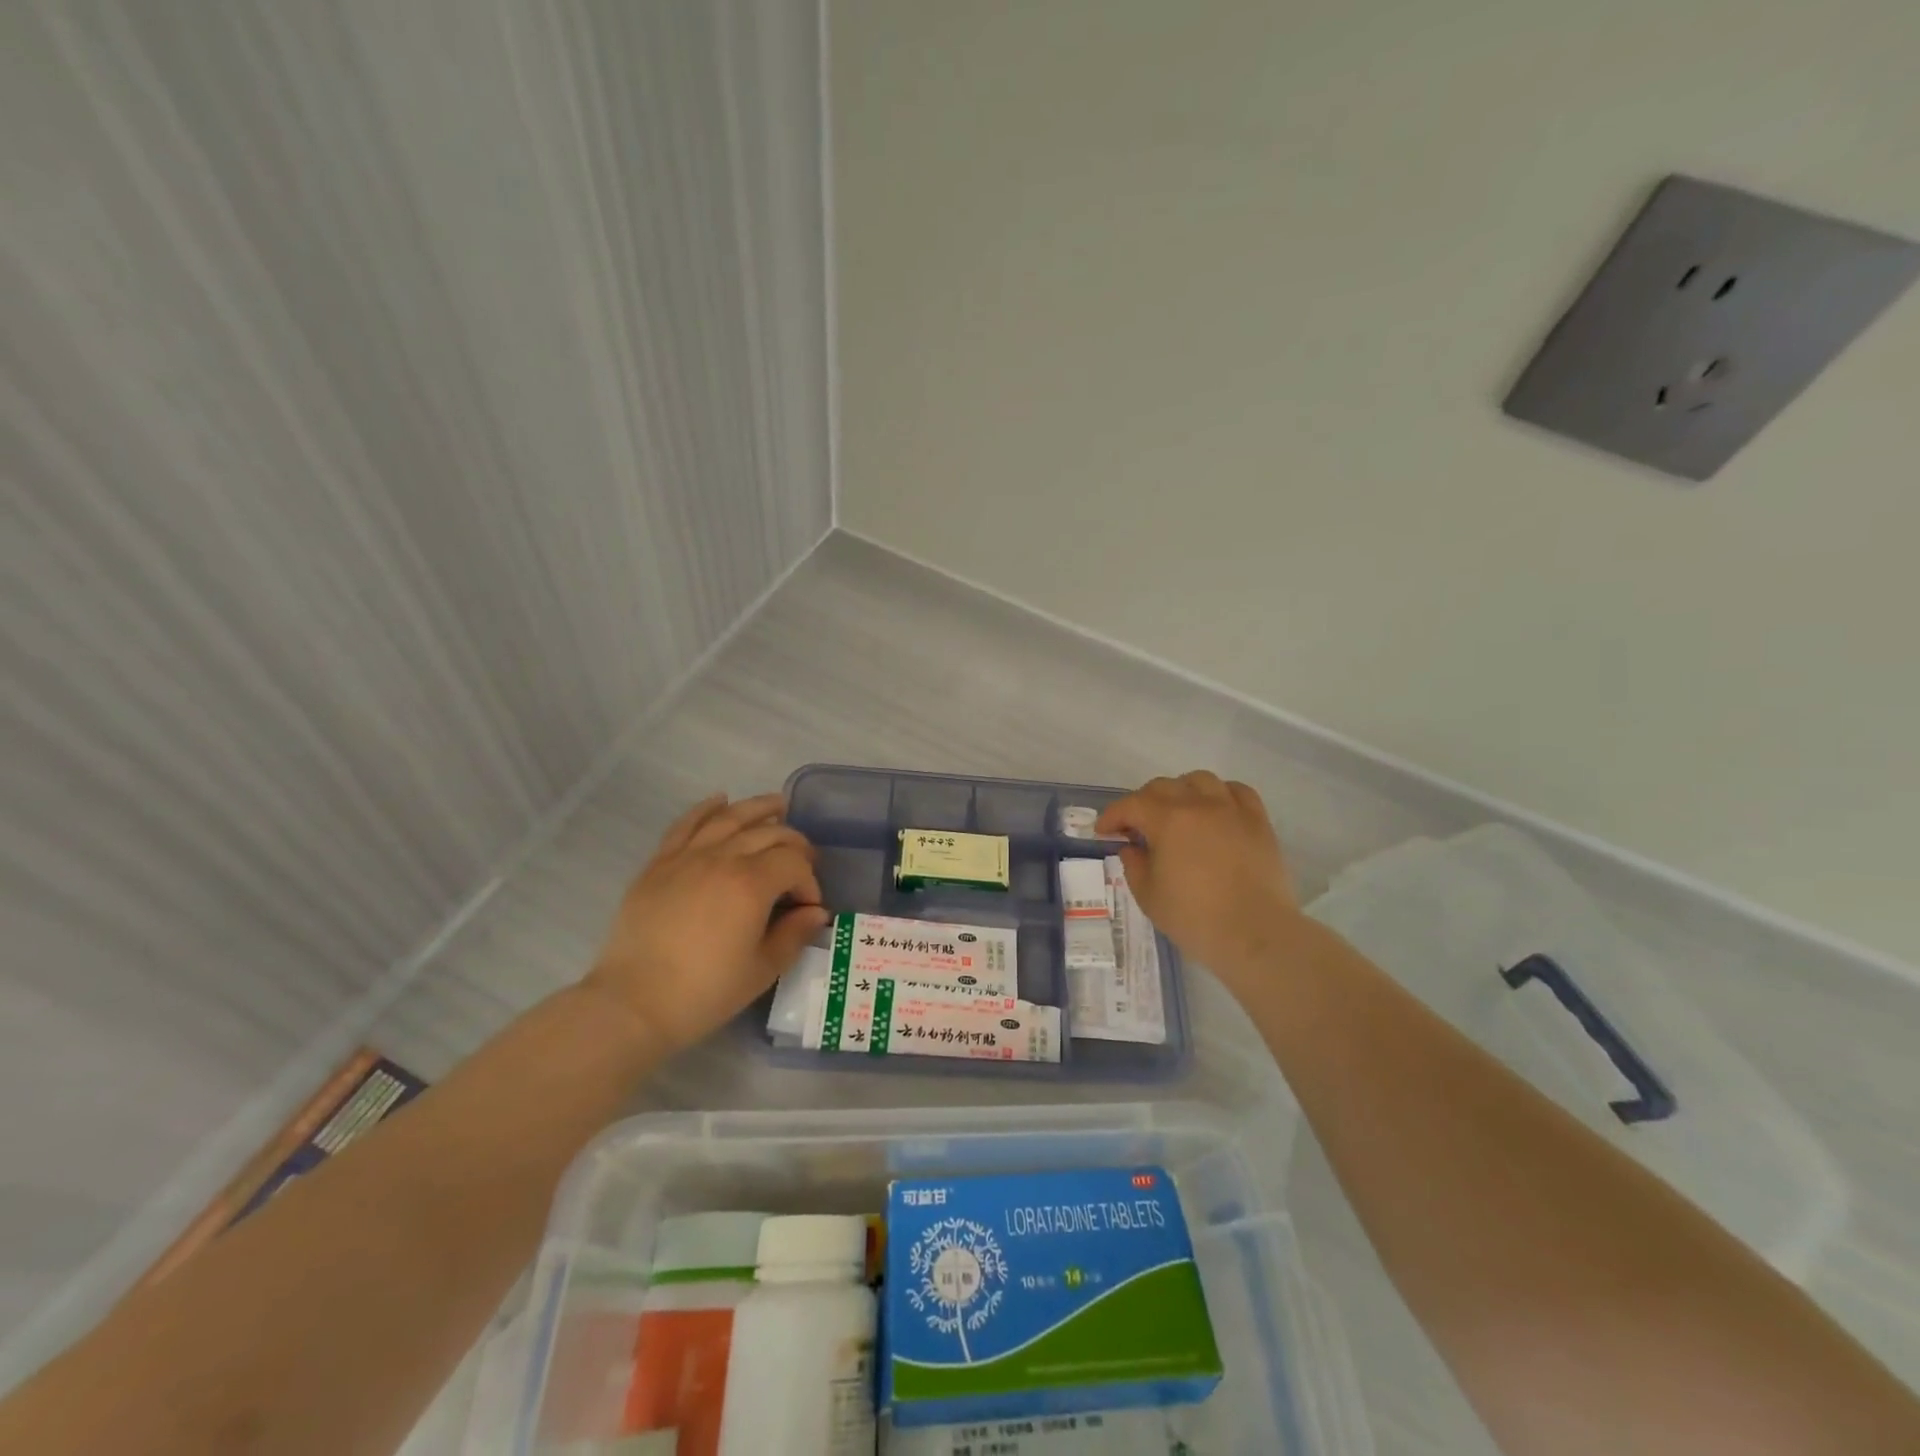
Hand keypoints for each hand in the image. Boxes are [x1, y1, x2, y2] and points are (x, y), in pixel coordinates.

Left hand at [585, 793, 828, 1054]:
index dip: (809, 881)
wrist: (632, 1003)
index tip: (808, 908)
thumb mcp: (761, 970)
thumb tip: (816, 913)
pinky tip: (720, 800)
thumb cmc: (704, 992)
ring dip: (758, 808)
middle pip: (768, 833)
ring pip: (730, 818)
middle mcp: (722, 858)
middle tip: (804, 859)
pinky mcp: (659, 863)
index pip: (794, 864)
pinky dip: (706, 808)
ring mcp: (687, 856)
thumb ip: (794, 935)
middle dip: (794, 843)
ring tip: (777, 804)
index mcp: (752, 884)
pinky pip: (686, 824)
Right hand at [1096, 772, 1300, 991]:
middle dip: (1142, 803)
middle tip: (1136, 827)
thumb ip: (1134, 865)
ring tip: (1177, 812)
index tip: (1103, 831)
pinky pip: (1237, 792)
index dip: (1112, 816)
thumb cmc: (1195, 918)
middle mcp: (1199, 805)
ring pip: (1200, 781)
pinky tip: (1215, 811)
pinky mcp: (1258, 822)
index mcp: (1167, 820)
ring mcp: (1232, 810)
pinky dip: (1220, 794)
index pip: (1131, 805)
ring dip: (1181, 791)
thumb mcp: (1149, 896)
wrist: (1255, 934)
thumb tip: (1132, 847)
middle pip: (1163, 786)